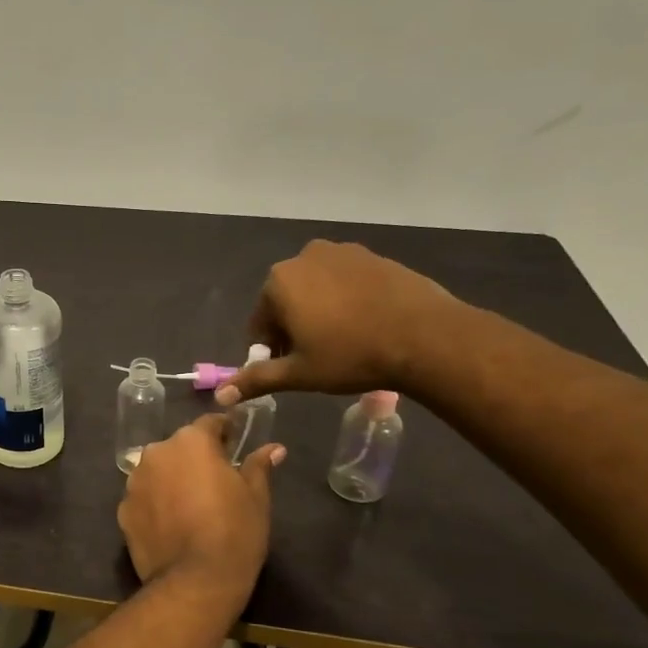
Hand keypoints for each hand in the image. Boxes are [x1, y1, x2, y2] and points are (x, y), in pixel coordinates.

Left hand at [117, 415, 282, 595]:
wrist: (195, 582)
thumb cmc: (234, 532)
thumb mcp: (256, 497)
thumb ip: (259, 466)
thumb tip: (274, 448)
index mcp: (191, 441)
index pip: (210, 424)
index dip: (224, 432)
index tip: (234, 443)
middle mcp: (157, 453)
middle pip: (179, 448)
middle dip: (195, 459)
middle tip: (215, 482)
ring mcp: (135, 482)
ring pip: (158, 472)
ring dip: (172, 480)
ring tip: (191, 507)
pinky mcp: (123, 510)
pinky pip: (144, 498)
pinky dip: (156, 505)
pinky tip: (172, 526)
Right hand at [215, 240, 461, 405]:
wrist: (425, 336)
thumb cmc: (351, 355)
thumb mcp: (300, 373)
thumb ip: (257, 380)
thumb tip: (221, 395)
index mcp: (279, 282)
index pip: (260, 321)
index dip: (271, 349)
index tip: (291, 367)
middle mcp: (305, 257)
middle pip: (287, 300)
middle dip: (294, 327)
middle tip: (317, 357)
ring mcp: (342, 252)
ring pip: (317, 289)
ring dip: (320, 311)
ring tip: (344, 341)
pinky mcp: (374, 256)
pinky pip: (347, 281)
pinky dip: (347, 300)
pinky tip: (366, 324)